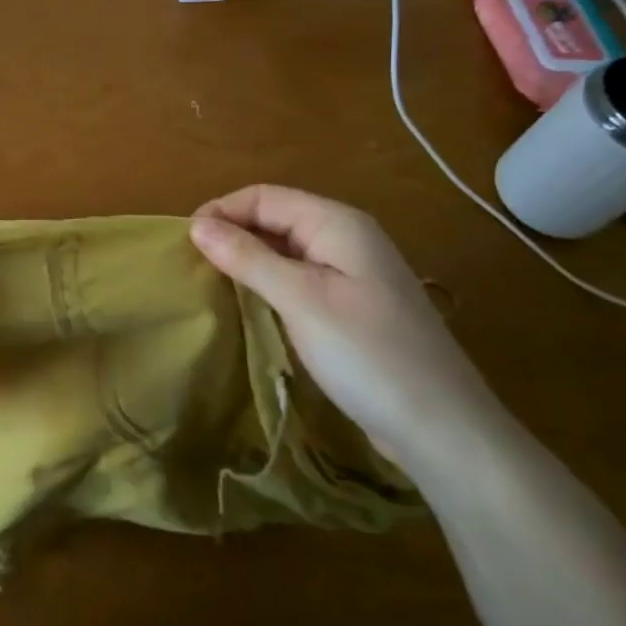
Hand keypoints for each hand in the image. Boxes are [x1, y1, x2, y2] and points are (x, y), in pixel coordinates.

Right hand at [191, 184, 503, 475]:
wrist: (442, 428)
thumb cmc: (368, 354)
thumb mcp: (300, 300)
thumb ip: (248, 258)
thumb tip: (197, 225)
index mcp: (337, 223)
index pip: (265, 197)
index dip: (222, 211)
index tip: (183, 243)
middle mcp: (346, 238)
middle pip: (276, 219)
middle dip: (232, 234)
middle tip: (191, 267)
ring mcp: (353, 274)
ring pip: (286, 251)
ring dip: (248, 260)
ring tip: (210, 284)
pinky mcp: (353, 307)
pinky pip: (300, 279)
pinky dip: (269, 284)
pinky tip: (250, 307)